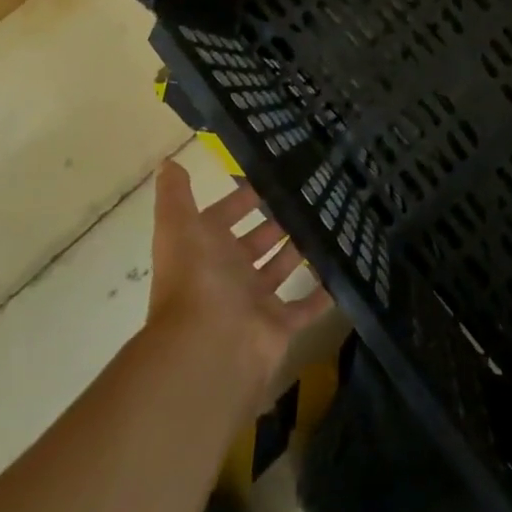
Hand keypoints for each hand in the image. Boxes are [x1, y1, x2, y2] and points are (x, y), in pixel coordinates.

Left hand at [147, 161, 332, 397]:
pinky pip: (305, 307)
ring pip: (281, 269)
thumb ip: (176, 195)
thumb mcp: (179, 226)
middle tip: (311, 193)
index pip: (225, 216)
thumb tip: (167, 162)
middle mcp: (228, 274)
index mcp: (205, 249)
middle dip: (277, 220)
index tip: (274, 174)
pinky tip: (343, 267)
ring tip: (331, 218)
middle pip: (256, 241)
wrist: (209, 348)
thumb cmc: (196, 279)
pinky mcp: (279, 325)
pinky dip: (322, 293)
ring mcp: (255, 301)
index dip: (243, 197)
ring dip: (300, 249)